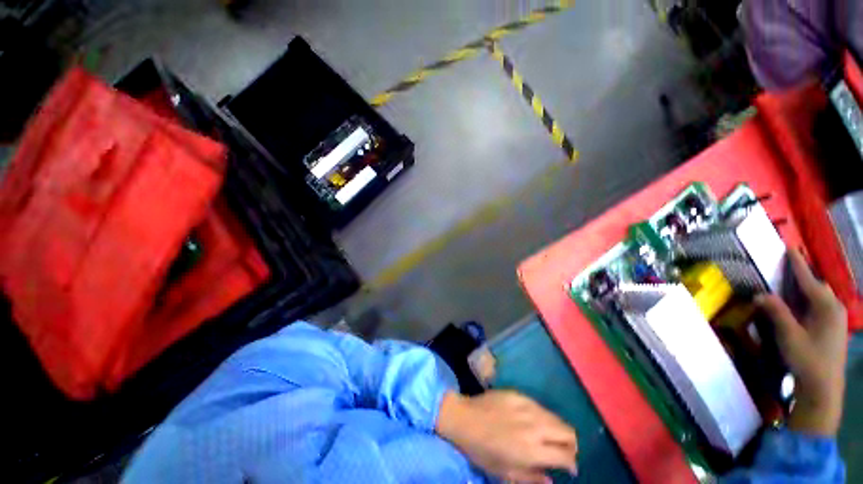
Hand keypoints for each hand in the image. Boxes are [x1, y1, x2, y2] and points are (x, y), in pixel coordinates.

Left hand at [436, 390, 577, 482]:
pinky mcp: (518, 394)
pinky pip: (539, 405)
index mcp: (532, 450)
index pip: (566, 455)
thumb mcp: (505, 473)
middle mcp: (534, 426)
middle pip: (568, 432)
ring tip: (550, 436)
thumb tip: (551, 480)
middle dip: (571, 444)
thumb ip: (532, 478)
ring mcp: (527, 406)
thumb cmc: (482, 451)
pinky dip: (543, 416)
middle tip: (563, 451)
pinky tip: (534, 421)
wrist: (464, 418)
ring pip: (556, 417)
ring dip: (558, 429)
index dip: (572, 464)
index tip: (569, 469)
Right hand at [755, 250, 847, 436]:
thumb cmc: (807, 359)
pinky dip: (811, 301)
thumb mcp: (789, 336)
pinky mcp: (834, 330)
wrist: (823, 387)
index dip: (798, 264)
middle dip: (804, 277)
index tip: (789, 248)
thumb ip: (776, 312)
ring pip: (821, 297)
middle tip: (789, 269)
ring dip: (807, 290)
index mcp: (826, 306)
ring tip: (794, 286)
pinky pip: (822, 307)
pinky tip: (803, 308)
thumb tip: (759, 294)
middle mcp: (834, 308)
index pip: (809, 280)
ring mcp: (836, 320)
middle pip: (818, 287)